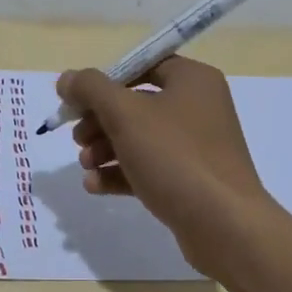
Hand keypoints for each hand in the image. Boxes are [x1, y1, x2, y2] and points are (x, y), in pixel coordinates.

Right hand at [56, 57, 274, 267]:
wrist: (224, 225)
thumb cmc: (175, 156)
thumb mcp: (125, 114)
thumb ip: (91, 89)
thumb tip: (67, 78)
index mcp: (192, 80)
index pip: (142, 66)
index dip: (105, 81)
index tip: (77, 101)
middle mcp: (199, 107)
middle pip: (136, 103)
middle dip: (100, 121)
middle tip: (77, 138)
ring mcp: (197, 146)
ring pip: (140, 138)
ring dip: (106, 149)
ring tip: (85, 165)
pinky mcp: (191, 181)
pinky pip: (150, 168)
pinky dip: (121, 173)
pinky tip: (94, 186)